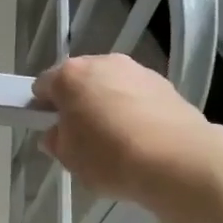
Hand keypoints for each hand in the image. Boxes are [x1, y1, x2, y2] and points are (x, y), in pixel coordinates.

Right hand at [32, 55, 218, 214]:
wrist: (178, 160)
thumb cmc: (110, 156)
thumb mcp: (69, 158)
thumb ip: (57, 141)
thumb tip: (57, 134)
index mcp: (69, 76)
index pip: (43, 86)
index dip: (43, 108)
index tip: (52, 130)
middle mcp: (102, 62)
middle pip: (79, 80)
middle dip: (77, 102)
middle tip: (82, 136)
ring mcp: (136, 70)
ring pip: (110, 85)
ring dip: (107, 104)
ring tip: (117, 140)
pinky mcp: (164, 83)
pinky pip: (137, 95)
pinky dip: (134, 110)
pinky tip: (142, 138)